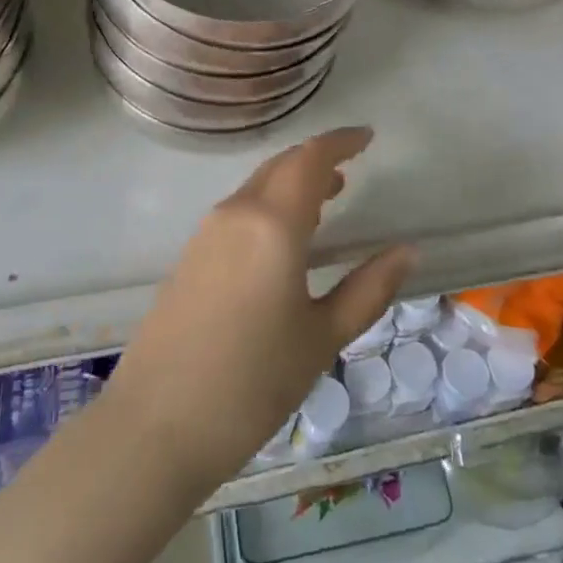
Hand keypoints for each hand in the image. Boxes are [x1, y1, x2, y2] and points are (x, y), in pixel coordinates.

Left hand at [101, 128, 412, 492]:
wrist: (155, 425)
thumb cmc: (251, 383)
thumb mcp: (321, 339)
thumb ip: (368, 289)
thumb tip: (407, 251)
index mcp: (272, 222)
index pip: (310, 159)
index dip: (340, 141)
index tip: (368, 137)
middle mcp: (237, 212)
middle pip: (282, 166)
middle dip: (317, 160)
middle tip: (351, 168)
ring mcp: (208, 231)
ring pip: (258, 186)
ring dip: (293, 182)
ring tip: (327, 199)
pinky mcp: (191, 254)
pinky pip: (240, 210)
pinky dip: (270, 204)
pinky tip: (285, 238)